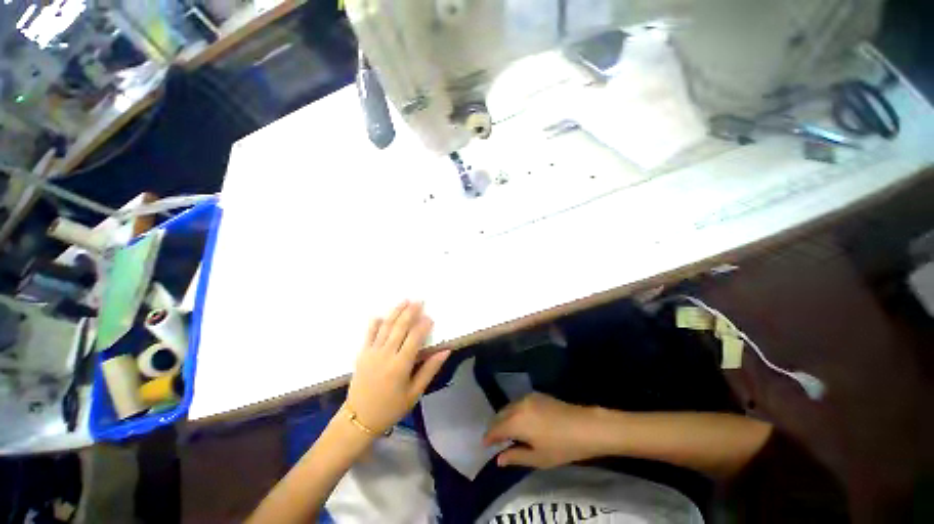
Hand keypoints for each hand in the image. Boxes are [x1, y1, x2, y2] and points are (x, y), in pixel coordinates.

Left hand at [345, 300, 450, 434]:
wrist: (359, 419)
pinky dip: (375, 323)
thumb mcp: (415, 392)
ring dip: (396, 312)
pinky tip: (381, 315)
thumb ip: (430, 369)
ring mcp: (372, 352)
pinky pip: (369, 334)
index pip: (415, 338)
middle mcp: (386, 354)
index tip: (430, 317)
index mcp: (400, 365)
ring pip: (385, 326)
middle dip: (410, 312)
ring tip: (405, 301)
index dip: (423, 326)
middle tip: (419, 301)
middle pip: (400, 327)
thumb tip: (445, 351)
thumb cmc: (391, 408)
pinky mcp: (362, 354)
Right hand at [483, 393, 601, 467]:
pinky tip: (520, 420)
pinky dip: (514, 411)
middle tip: (495, 440)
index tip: (484, 444)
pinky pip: (518, 402)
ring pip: (509, 407)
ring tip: (507, 431)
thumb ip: (515, 456)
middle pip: (500, 415)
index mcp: (516, 421)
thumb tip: (498, 459)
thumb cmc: (561, 447)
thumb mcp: (538, 458)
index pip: (496, 428)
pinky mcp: (536, 394)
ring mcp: (527, 397)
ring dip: (504, 417)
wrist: (584, 426)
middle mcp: (518, 405)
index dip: (489, 437)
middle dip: (495, 426)